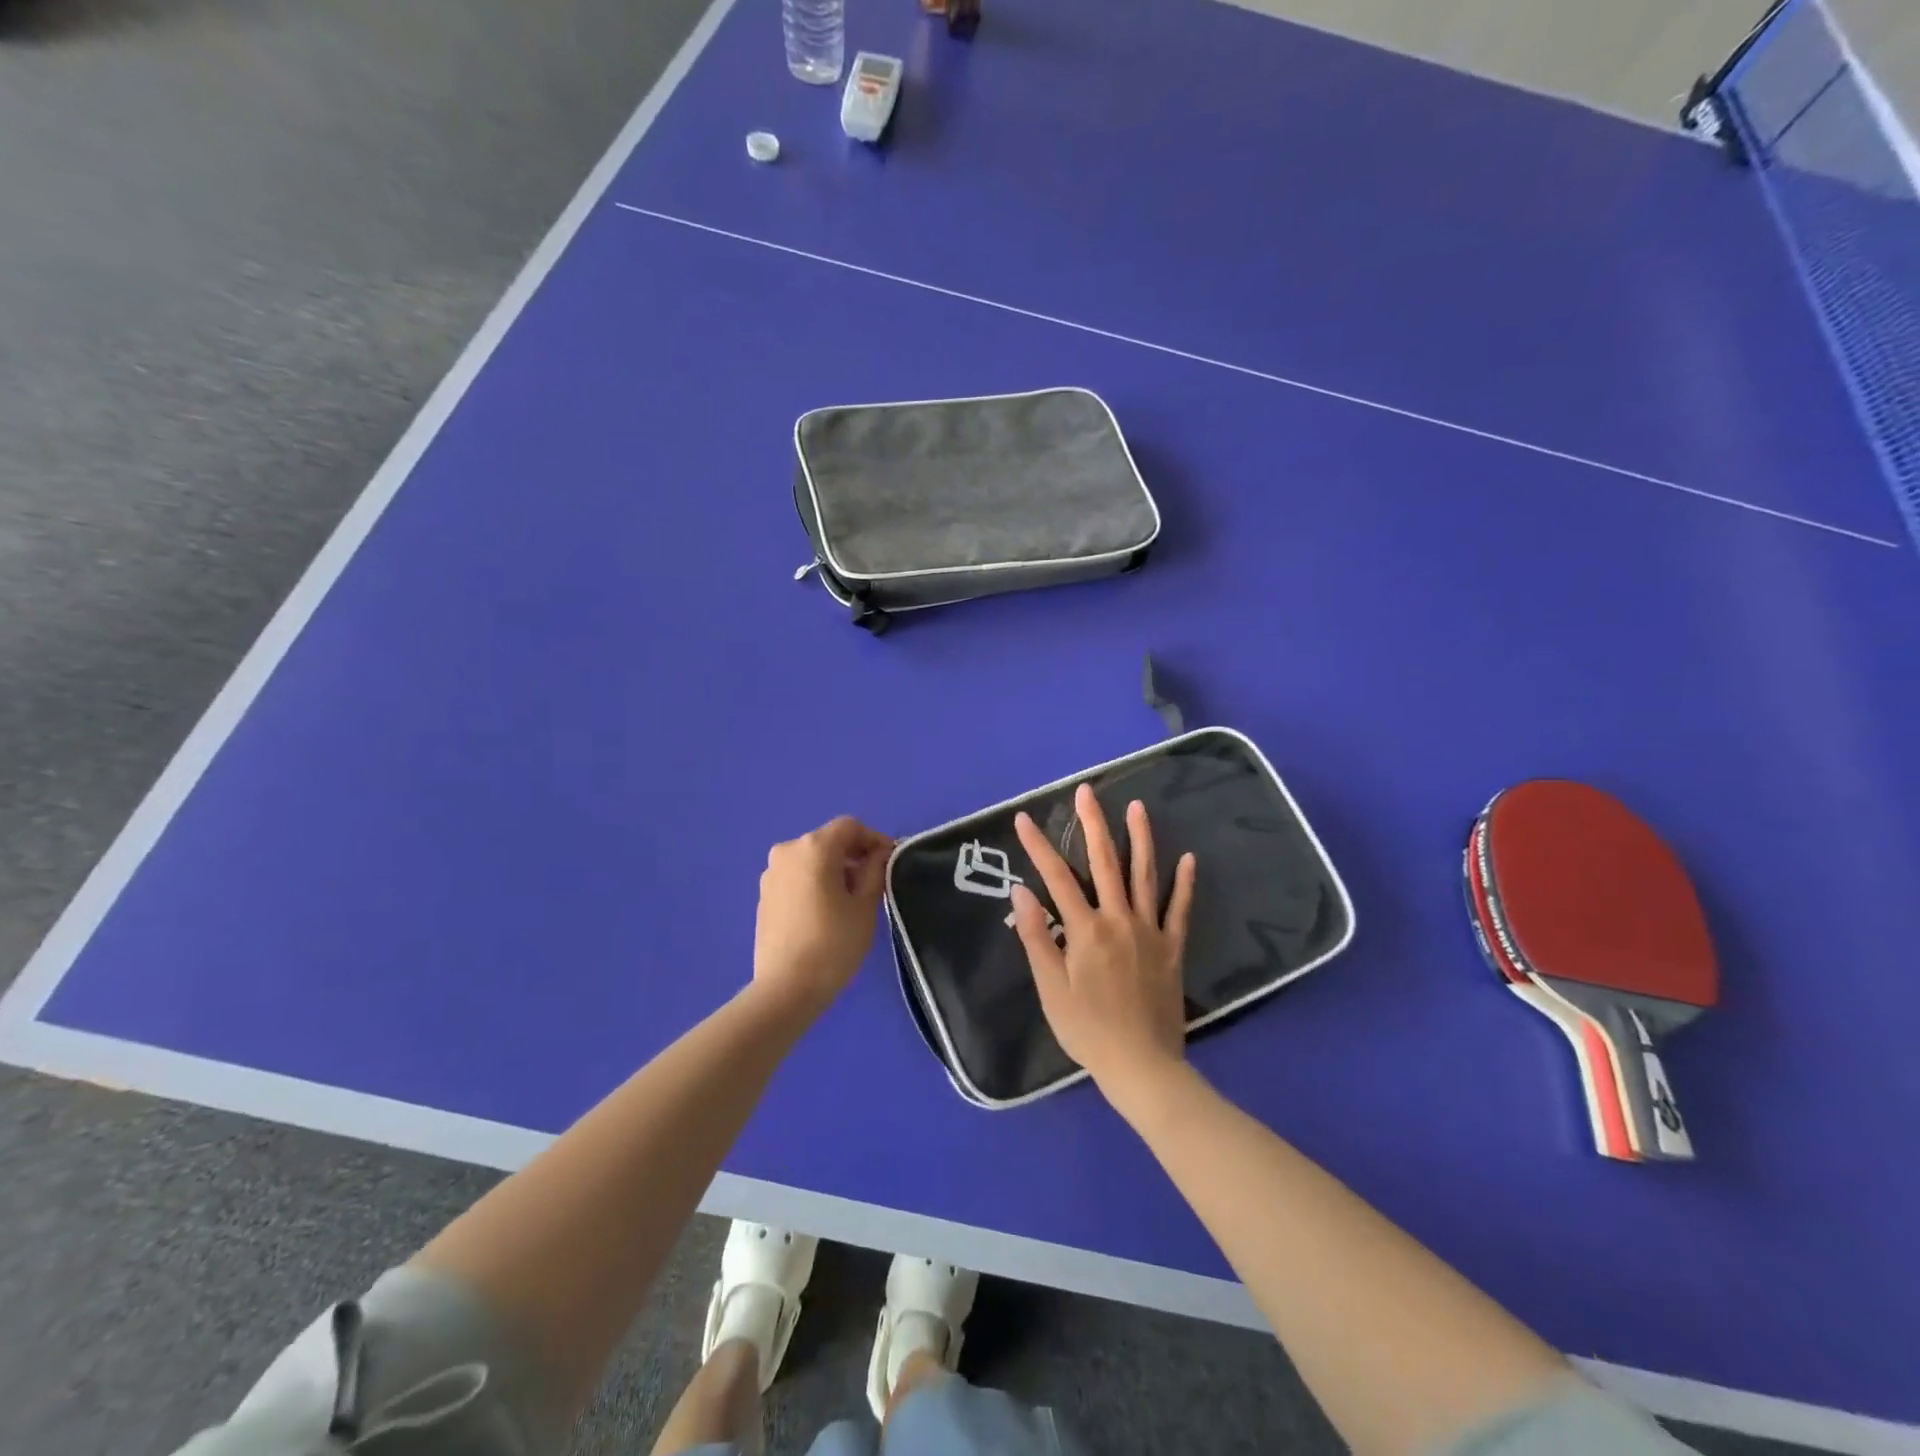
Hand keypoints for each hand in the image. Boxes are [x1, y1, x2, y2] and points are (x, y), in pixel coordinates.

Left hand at [753, 816, 893, 1012]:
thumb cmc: (834, 943)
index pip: (849, 827)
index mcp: (813, 847)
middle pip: (828, 841)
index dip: (874, 839)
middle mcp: (787, 851)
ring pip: (811, 859)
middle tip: (875, 882)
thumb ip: (875, 870)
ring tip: (851, 899)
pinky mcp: (764, 896)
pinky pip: (796, 877)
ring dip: (834, 869)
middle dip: (854, 855)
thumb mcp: (865, 905)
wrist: (786, 988)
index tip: (890, 861)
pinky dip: (815, 882)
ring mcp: (771, 874)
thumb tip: (879, 854)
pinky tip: (826, 911)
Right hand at [1011, 784, 1196, 1098]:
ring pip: (1144, 876)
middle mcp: (1119, 920)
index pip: (1056, 878)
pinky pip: (1180, 910)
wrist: (1141, 1065)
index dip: (1038, 846)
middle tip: (1086, 791)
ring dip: (1140, 838)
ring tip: (1137, 806)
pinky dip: (1184, 883)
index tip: (1023, 818)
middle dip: (1093, 824)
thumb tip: (1021, 892)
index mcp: (1086, 930)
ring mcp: (1150, 931)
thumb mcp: (1050, 989)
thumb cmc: (1087, 1030)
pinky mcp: (1172, 948)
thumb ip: (1037, 937)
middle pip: (1104, 863)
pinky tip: (1189, 858)